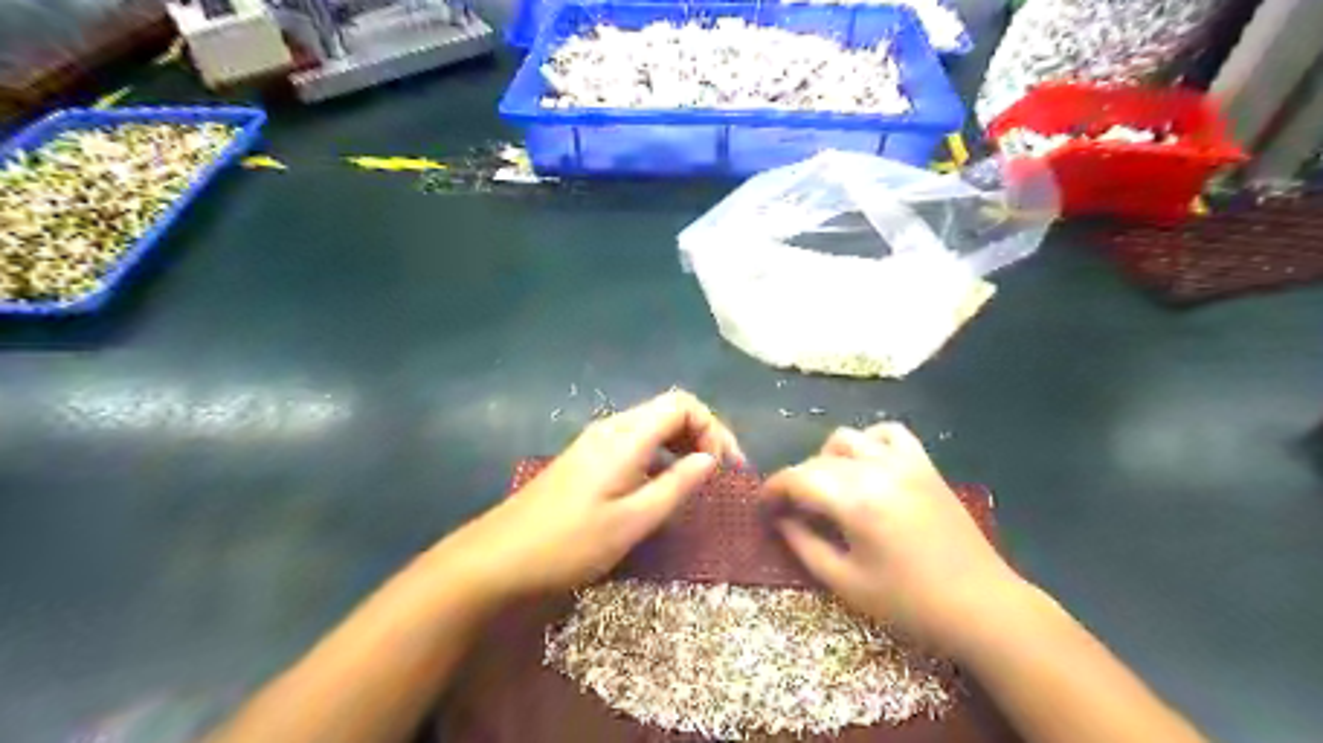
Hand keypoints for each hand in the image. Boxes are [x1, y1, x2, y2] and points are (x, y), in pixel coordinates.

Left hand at [432, 390, 742, 603]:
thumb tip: (711, 460)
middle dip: (703, 434)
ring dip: (683, 445)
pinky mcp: (587, 458)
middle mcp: (612, 428)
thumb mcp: (632, 522)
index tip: (726, 468)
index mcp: (626, 436)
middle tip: (720, 475)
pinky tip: (661, 487)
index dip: (713, 428)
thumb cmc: (569, 543)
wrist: (498, 557)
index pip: (683, 405)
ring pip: (653, 426)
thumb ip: (676, 486)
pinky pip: (636, 442)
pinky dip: (661, 455)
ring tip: (697, 481)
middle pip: (670, 410)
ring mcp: (596, 441)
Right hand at [765, 421, 1021, 652]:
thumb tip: (781, 520)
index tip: (763, 508)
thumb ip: (805, 546)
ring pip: (847, 438)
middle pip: (818, 460)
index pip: (797, 479)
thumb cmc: (910, 603)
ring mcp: (904, 463)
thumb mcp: (846, 583)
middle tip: (791, 510)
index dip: (772, 490)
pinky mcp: (924, 465)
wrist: (983, 606)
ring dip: (827, 459)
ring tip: (828, 488)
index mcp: (855, 502)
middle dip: (796, 481)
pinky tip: (866, 465)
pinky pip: (889, 433)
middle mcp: (876, 470)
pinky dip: (868, 442)